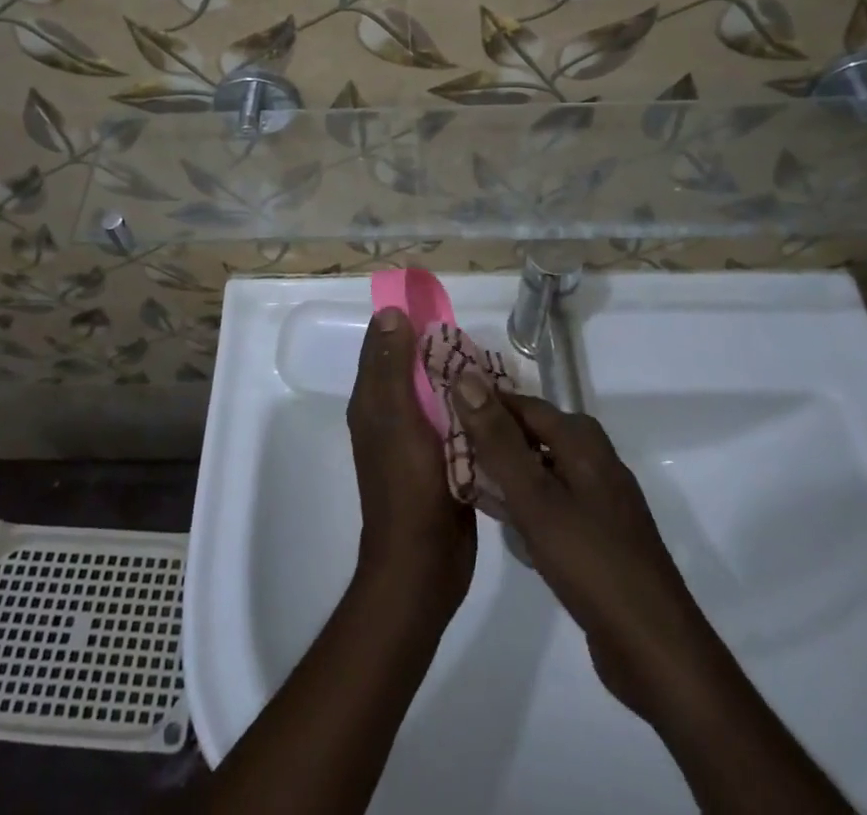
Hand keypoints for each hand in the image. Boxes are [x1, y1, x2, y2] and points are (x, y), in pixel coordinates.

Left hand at [349, 309, 476, 618]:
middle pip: (411, 365)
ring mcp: (415, 438)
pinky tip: (494, 399)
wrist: (424, 564)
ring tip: (489, 360)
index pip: (383, 344)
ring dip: (456, 376)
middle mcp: (389, 414)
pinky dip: (468, 406)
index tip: (435, 301)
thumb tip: (389, 313)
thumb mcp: (398, 419)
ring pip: (434, 392)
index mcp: (372, 401)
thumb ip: (392, 367)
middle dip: (437, 346)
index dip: (403, 319)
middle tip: (473, 334)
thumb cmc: (408, 487)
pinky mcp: (440, 458)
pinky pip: (453, 419)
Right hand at [452, 376, 709, 725]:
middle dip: (490, 438)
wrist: (655, 649)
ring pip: (541, 470)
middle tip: (444, 447)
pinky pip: (552, 502)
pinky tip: (498, 519)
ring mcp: (599, 499)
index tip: (442, 408)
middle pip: (532, 434)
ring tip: (460, 479)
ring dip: (504, 472)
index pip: (522, 404)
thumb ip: (498, 439)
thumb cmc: (590, 562)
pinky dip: (524, 502)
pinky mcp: (598, 535)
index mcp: (582, 440)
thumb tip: (465, 378)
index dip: (483, 403)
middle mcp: (594, 459)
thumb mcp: (535, 497)